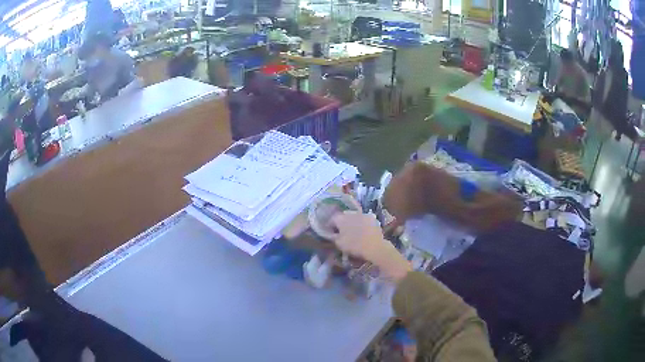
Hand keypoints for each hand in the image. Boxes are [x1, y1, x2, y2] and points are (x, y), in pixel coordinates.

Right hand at [330, 211, 410, 281]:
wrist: (374, 246)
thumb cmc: (354, 245)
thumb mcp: (339, 244)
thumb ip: (334, 236)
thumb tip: (332, 233)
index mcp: (341, 218)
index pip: (332, 219)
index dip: (330, 225)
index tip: (330, 231)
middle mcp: (351, 213)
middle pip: (343, 216)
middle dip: (341, 222)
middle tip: (342, 231)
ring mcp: (363, 214)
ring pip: (354, 217)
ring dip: (352, 222)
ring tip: (353, 231)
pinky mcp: (372, 218)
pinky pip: (363, 219)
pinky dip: (362, 223)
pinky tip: (363, 230)